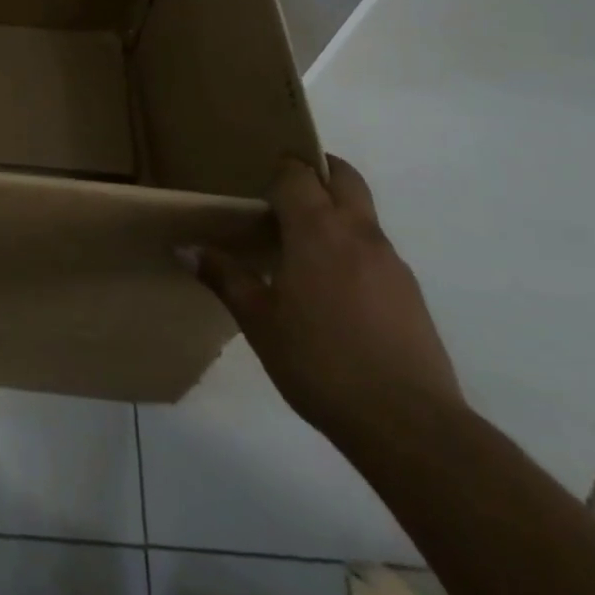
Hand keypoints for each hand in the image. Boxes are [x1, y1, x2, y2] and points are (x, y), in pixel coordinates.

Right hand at [189, 155, 462, 444]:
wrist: (408, 423)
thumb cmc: (320, 362)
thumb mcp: (258, 320)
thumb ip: (224, 277)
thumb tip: (184, 248)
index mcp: (317, 228)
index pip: (298, 173)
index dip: (278, 170)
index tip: (256, 184)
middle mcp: (358, 231)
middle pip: (343, 176)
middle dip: (317, 171)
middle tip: (284, 193)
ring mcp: (391, 260)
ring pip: (362, 212)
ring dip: (336, 211)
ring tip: (303, 247)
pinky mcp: (410, 292)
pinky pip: (376, 249)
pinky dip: (353, 248)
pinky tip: (334, 290)